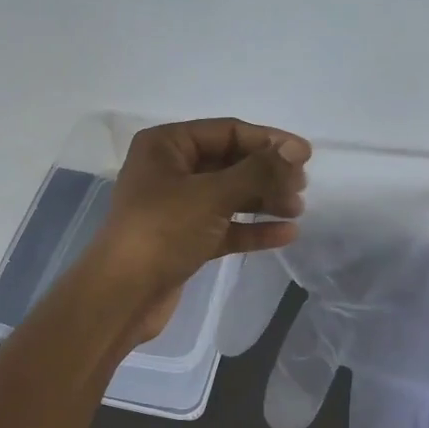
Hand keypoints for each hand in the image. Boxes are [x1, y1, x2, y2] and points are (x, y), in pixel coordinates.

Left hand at [84, 117, 310, 341]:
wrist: (122, 295)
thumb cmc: (163, 231)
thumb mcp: (212, 194)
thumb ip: (257, 170)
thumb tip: (295, 150)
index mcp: (166, 146)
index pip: (227, 132)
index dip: (268, 141)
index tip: (306, 155)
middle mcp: (170, 170)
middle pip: (230, 163)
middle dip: (267, 173)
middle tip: (301, 186)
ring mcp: (177, 207)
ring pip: (229, 196)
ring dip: (264, 200)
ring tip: (297, 209)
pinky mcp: (185, 239)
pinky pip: (225, 226)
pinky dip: (252, 228)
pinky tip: (286, 234)